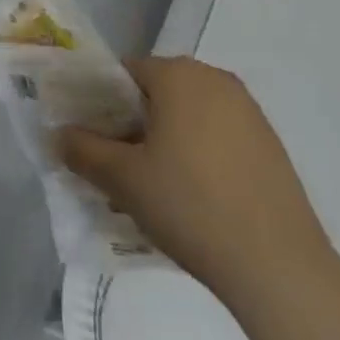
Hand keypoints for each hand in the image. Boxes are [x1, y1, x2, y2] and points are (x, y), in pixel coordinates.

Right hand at [60, 56, 335, 309]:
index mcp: (178, 74)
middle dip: (132, 124)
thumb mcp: (123, 179)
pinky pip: (218, 136)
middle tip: (117, 166)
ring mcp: (249, 111)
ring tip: (153, 187)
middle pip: (157, 92)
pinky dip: (198, 155)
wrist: (279, 266)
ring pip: (188, 116)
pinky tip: (193, 198)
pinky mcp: (270, 144)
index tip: (91, 139)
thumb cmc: (190, 206)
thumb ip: (83, 150)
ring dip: (165, 140)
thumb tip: (59, 134)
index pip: (123, 73)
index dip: (100, 103)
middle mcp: (215, 79)